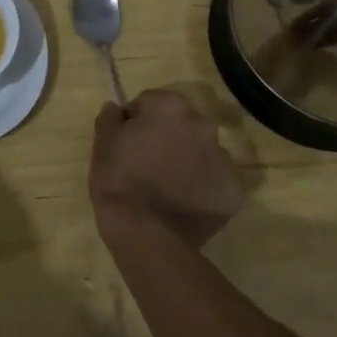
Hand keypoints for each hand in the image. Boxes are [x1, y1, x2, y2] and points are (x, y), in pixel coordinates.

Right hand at [90, 89, 246, 248]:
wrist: (146, 233)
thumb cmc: (119, 179)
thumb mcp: (102, 142)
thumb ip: (110, 117)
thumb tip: (117, 109)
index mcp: (171, 106)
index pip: (149, 103)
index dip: (135, 122)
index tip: (126, 143)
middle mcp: (203, 124)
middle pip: (181, 125)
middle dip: (167, 137)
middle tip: (147, 163)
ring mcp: (223, 159)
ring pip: (201, 152)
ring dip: (187, 161)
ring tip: (166, 187)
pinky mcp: (235, 191)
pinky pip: (215, 181)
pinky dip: (203, 188)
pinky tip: (184, 203)